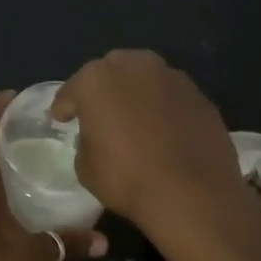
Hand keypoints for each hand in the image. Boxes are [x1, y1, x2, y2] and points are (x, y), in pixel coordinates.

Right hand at [51, 50, 254, 246]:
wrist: (191, 193)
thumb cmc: (126, 178)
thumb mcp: (85, 167)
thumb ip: (85, 141)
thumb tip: (96, 137)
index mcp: (98, 80)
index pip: (72, 90)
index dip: (64, 106)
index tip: (60, 119)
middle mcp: (136, 67)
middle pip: (112, 72)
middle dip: (103, 90)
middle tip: (98, 113)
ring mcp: (173, 78)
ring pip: (146, 80)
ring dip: (136, 95)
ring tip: (133, 120)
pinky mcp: (200, 97)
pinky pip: (171, 99)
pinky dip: (163, 109)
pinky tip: (163, 132)